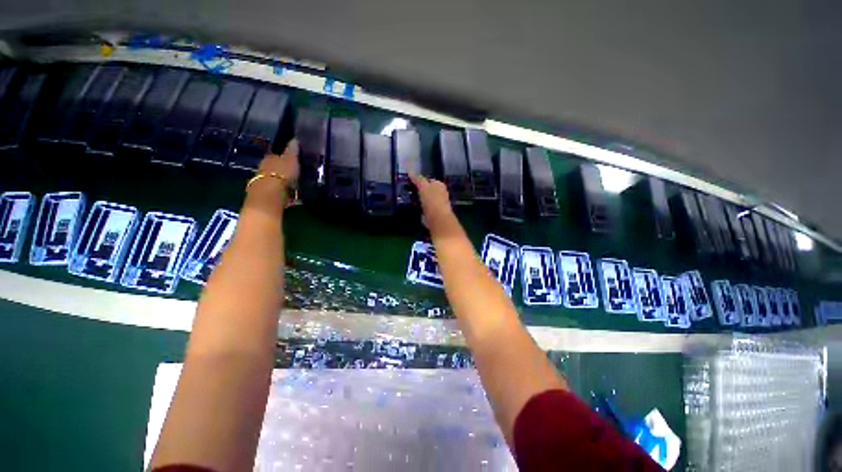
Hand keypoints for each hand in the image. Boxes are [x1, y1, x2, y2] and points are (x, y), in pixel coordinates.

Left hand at [247, 140, 299, 210]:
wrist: (270, 195)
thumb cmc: (281, 174)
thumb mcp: (290, 159)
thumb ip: (292, 150)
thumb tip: (294, 138)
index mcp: (269, 157)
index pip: (277, 154)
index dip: (284, 156)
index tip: (293, 159)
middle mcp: (264, 168)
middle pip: (275, 167)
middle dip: (283, 169)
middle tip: (296, 172)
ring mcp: (264, 182)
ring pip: (276, 179)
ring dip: (284, 181)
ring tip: (296, 185)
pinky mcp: (268, 194)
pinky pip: (278, 190)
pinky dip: (285, 191)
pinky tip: (292, 194)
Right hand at [409, 174, 454, 234]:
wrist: (437, 218)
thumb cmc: (432, 200)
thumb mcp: (423, 186)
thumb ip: (418, 179)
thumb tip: (411, 171)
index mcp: (439, 185)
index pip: (429, 180)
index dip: (420, 181)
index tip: (411, 183)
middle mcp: (441, 193)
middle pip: (428, 190)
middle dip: (420, 191)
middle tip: (409, 191)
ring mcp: (438, 204)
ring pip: (426, 199)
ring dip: (420, 200)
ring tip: (410, 199)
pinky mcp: (434, 213)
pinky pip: (425, 208)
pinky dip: (420, 208)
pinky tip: (414, 208)